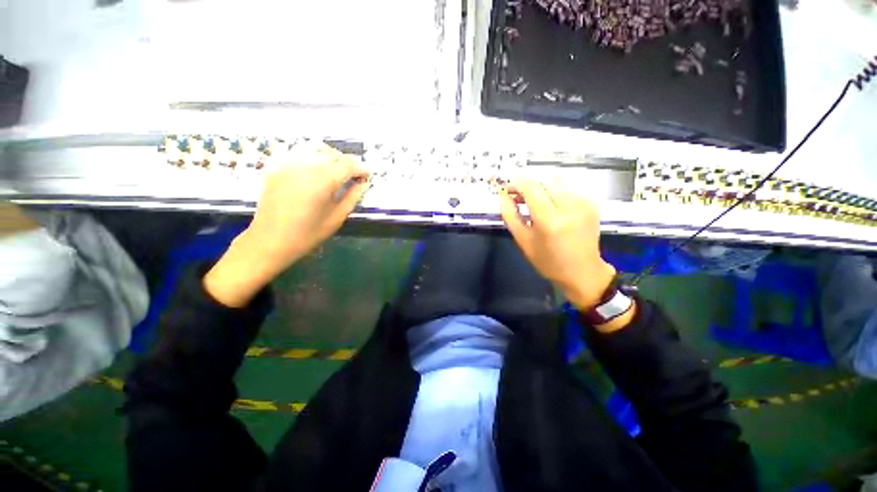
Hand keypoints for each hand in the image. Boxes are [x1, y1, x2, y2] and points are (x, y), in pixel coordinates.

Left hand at [204, 142, 368, 306]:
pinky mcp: (276, 166)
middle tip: (354, 175)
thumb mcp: (337, 217)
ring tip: (337, 170)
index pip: (348, 164)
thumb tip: (363, 183)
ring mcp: (288, 163)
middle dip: (347, 162)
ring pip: (316, 148)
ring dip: (331, 156)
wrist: (270, 240)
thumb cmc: (308, 234)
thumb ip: (353, 196)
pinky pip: (299, 151)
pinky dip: (313, 155)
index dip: (361, 168)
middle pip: (333, 153)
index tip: (367, 175)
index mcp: (322, 180)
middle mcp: (305, 165)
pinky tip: (316, 168)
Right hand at [499, 179, 615, 310]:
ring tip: (533, 200)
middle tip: (517, 196)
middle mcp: (569, 206)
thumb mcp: (523, 241)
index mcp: (550, 220)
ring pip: (555, 181)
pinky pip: (568, 187)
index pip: (531, 187)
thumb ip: (510, 215)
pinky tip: (550, 204)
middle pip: (543, 180)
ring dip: (540, 186)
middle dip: (527, 184)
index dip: (516, 183)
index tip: (507, 189)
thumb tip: (503, 196)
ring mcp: (583, 203)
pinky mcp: (591, 203)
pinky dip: (554, 191)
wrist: (582, 272)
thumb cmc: (548, 261)